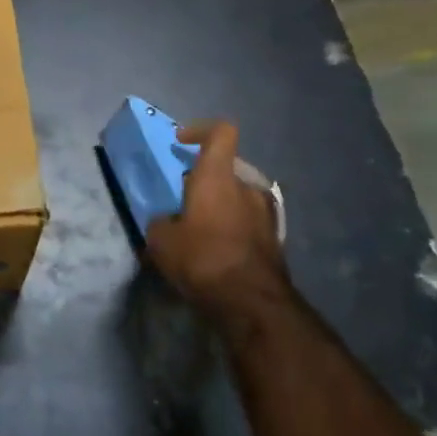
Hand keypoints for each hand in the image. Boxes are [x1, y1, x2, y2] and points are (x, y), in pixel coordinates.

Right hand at [145, 120, 292, 337]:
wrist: (253, 304)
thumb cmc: (203, 259)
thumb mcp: (161, 241)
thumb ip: (160, 222)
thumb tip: (165, 221)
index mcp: (219, 177)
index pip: (220, 132)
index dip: (200, 131)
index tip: (181, 143)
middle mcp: (247, 187)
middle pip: (226, 169)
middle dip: (204, 181)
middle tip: (183, 201)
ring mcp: (267, 214)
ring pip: (239, 198)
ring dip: (221, 207)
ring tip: (200, 230)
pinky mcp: (276, 241)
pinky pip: (249, 223)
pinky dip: (233, 229)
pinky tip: (217, 253)